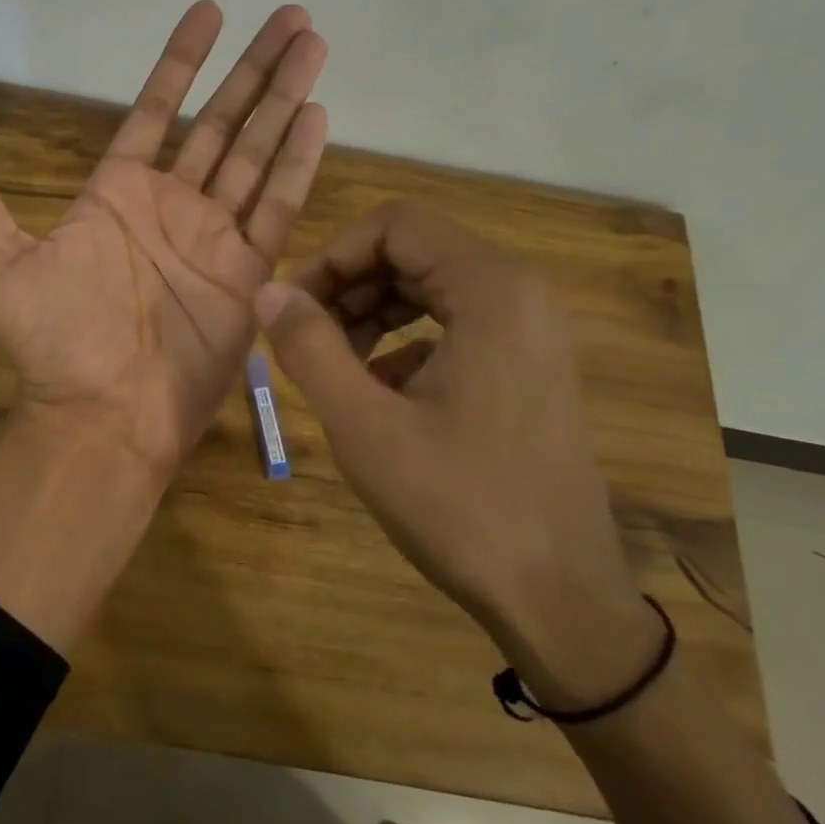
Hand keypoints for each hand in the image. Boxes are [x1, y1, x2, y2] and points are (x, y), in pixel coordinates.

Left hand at [0, 1, 327, 479]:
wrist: (102, 410)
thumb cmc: (52, 339)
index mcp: (117, 193)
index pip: (156, 111)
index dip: (181, 63)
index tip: (209, 12)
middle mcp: (171, 205)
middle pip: (220, 121)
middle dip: (254, 69)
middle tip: (290, 14)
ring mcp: (214, 236)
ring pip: (256, 152)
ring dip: (284, 99)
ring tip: (313, 44)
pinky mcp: (248, 271)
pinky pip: (277, 207)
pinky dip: (298, 163)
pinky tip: (317, 115)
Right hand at [253, 202, 642, 649]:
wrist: (558, 598)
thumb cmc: (458, 505)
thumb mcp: (364, 424)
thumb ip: (309, 346)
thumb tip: (266, 291)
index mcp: (491, 290)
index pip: (394, 225)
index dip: (332, 255)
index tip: (292, 307)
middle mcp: (520, 295)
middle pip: (413, 252)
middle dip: (348, 285)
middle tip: (303, 338)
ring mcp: (531, 333)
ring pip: (430, 289)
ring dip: (371, 313)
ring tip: (332, 365)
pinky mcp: (528, 368)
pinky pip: (453, 327)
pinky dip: (403, 344)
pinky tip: (377, 396)